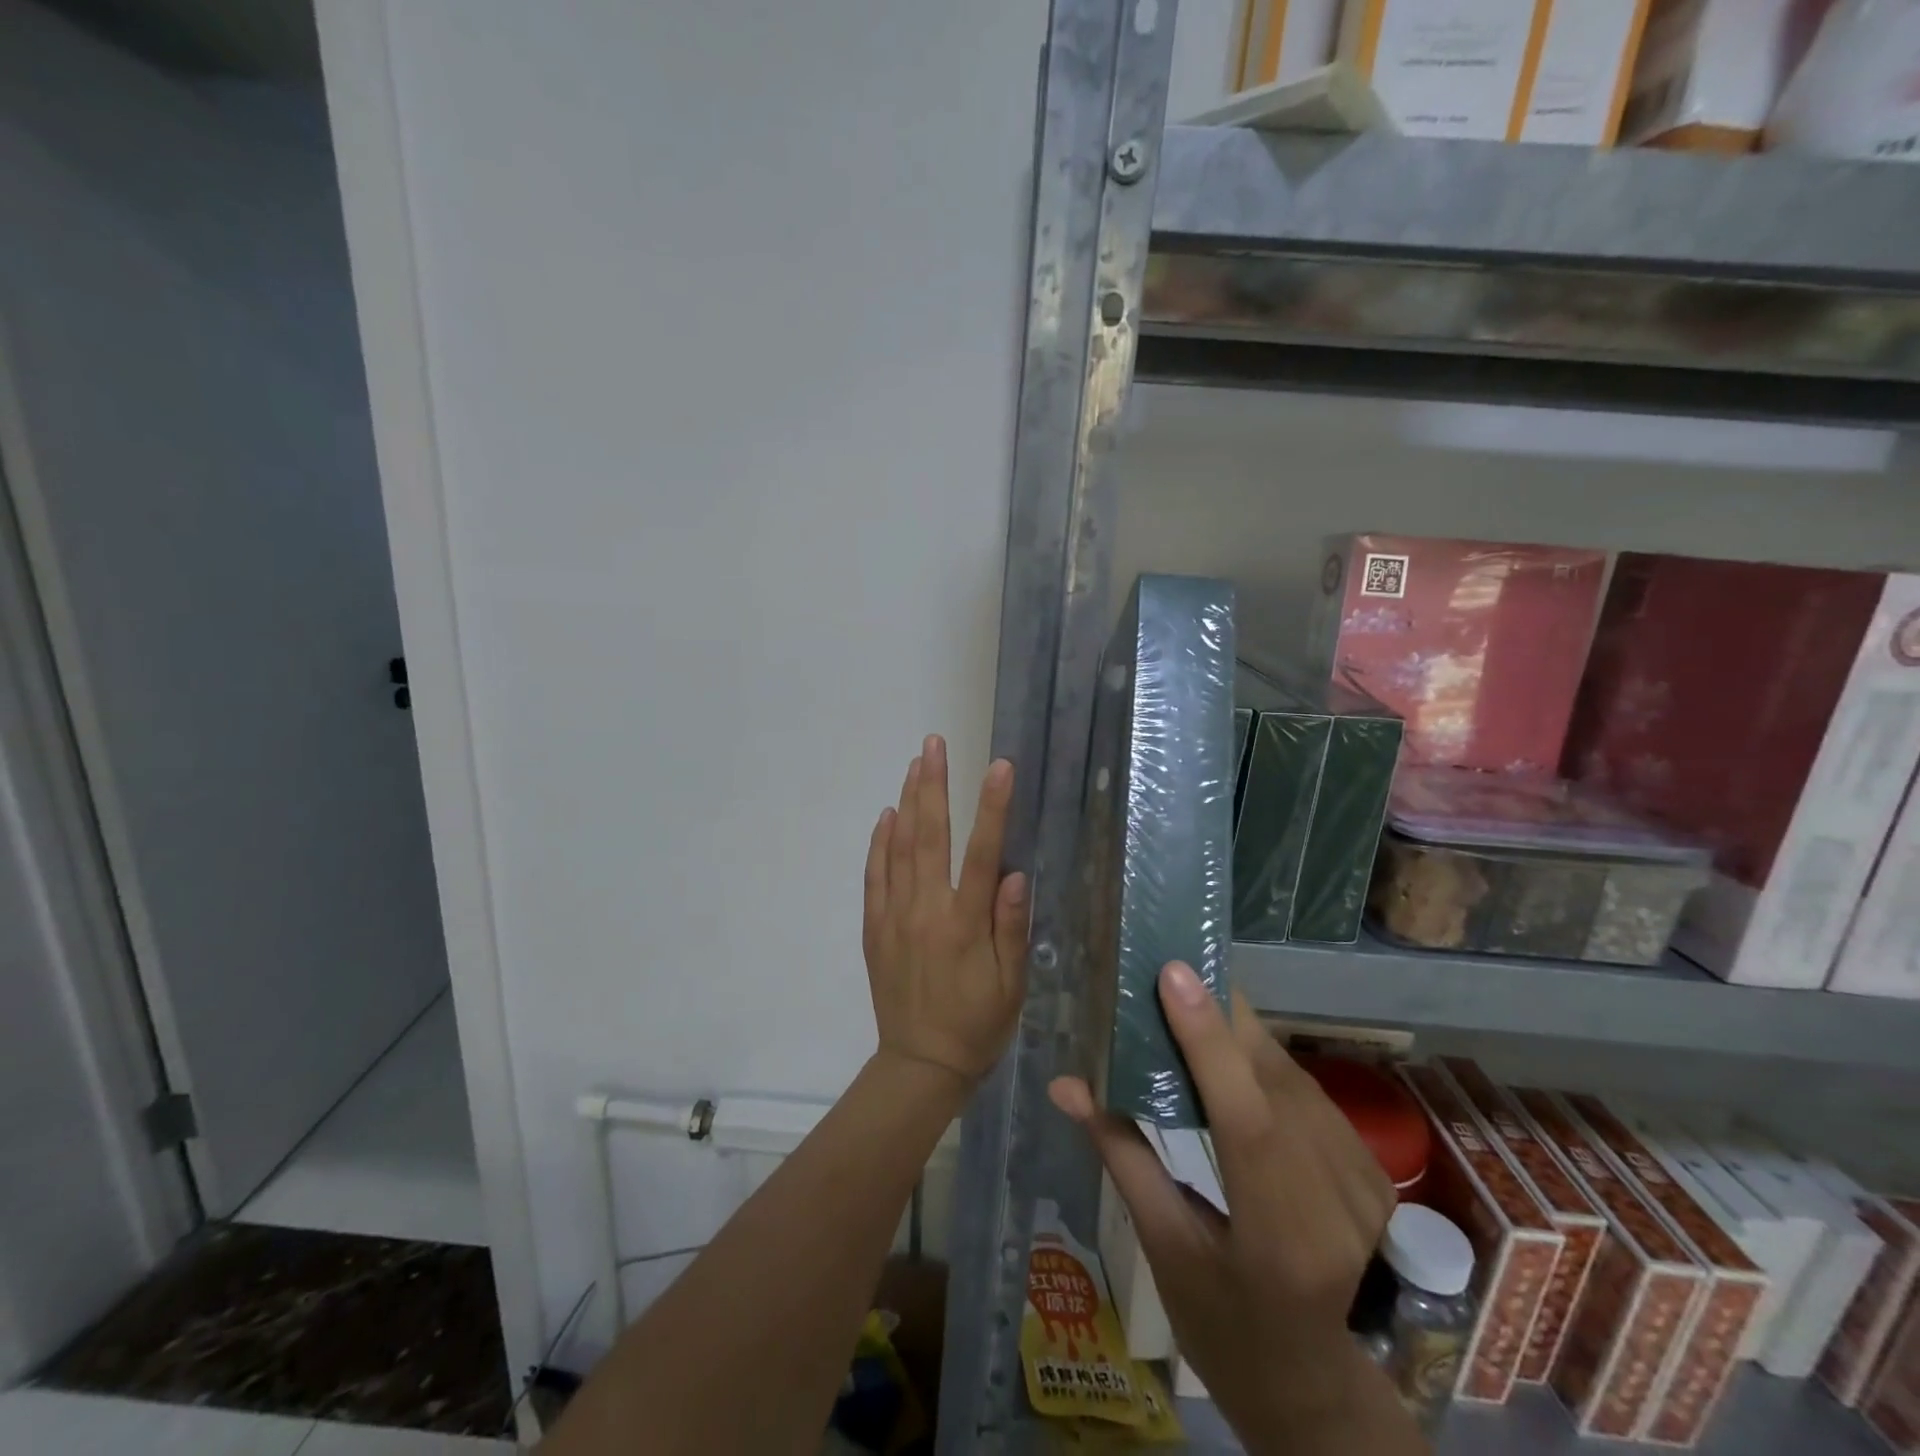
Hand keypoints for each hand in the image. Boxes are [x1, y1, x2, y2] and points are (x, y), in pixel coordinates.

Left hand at [863, 736, 1028, 1088]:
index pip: (983, 853)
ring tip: (915, 765)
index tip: (999, 767)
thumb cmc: (977, 1025)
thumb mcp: (1010, 985)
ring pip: (899, 848)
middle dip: (933, 784)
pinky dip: (879, 843)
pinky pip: (874, 876)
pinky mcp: (874, 928)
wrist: (920, 1065)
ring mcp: (894, 916)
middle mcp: (926, 910)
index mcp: (965, 923)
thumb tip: (1017, 874)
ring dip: (908, 802)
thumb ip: (1011, 928)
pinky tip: (887, 816)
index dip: (993, 807)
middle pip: (930, 835)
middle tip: (934, 744)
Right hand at [1049, 963, 1402, 1446]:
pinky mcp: (1375, 1172)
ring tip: (1192, 997)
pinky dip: (1264, 1061)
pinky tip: (1231, 1049)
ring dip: (1241, 1033)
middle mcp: (1337, 1205)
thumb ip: (1121, 1154)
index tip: (1174, 974)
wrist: (1317, 1388)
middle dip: (1221, 1016)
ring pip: (1293, 1076)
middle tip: (1170, 971)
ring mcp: (1367, 1186)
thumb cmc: (1224, 1329)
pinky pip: (1309, 1093)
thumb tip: (1065, 1084)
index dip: (1208, 1040)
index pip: (1246, 1119)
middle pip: (1273, 1081)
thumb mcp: (1164, 1249)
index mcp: (1280, 1240)